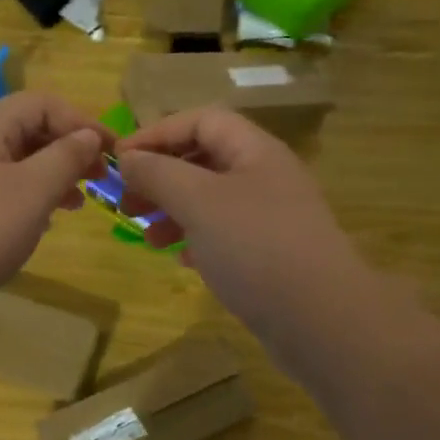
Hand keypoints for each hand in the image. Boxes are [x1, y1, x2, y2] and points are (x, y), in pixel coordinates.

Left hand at [0, 93, 109, 336]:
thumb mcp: (33, 191)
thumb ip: (66, 157)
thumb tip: (89, 136)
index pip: (42, 104)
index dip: (81, 121)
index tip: (111, 152)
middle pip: (28, 131)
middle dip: (68, 149)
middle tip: (98, 179)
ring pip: (16, 163)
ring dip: (51, 176)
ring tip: (77, 203)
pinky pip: (0, 190)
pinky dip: (29, 199)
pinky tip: (41, 223)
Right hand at [117, 108, 376, 361]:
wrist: (320, 319)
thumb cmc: (255, 247)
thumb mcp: (198, 201)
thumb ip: (158, 173)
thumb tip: (128, 158)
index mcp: (255, 151)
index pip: (201, 120)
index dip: (157, 133)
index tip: (119, 160)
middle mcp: (265, 177)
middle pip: (204, 159)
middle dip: (161, 176)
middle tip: (127, 203)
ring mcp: (270, 218)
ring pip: (211, 200)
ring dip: (173, 211)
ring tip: (147, 236)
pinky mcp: (270, 255)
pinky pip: (224, 235)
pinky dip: (196, 239)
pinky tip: (181, 259)